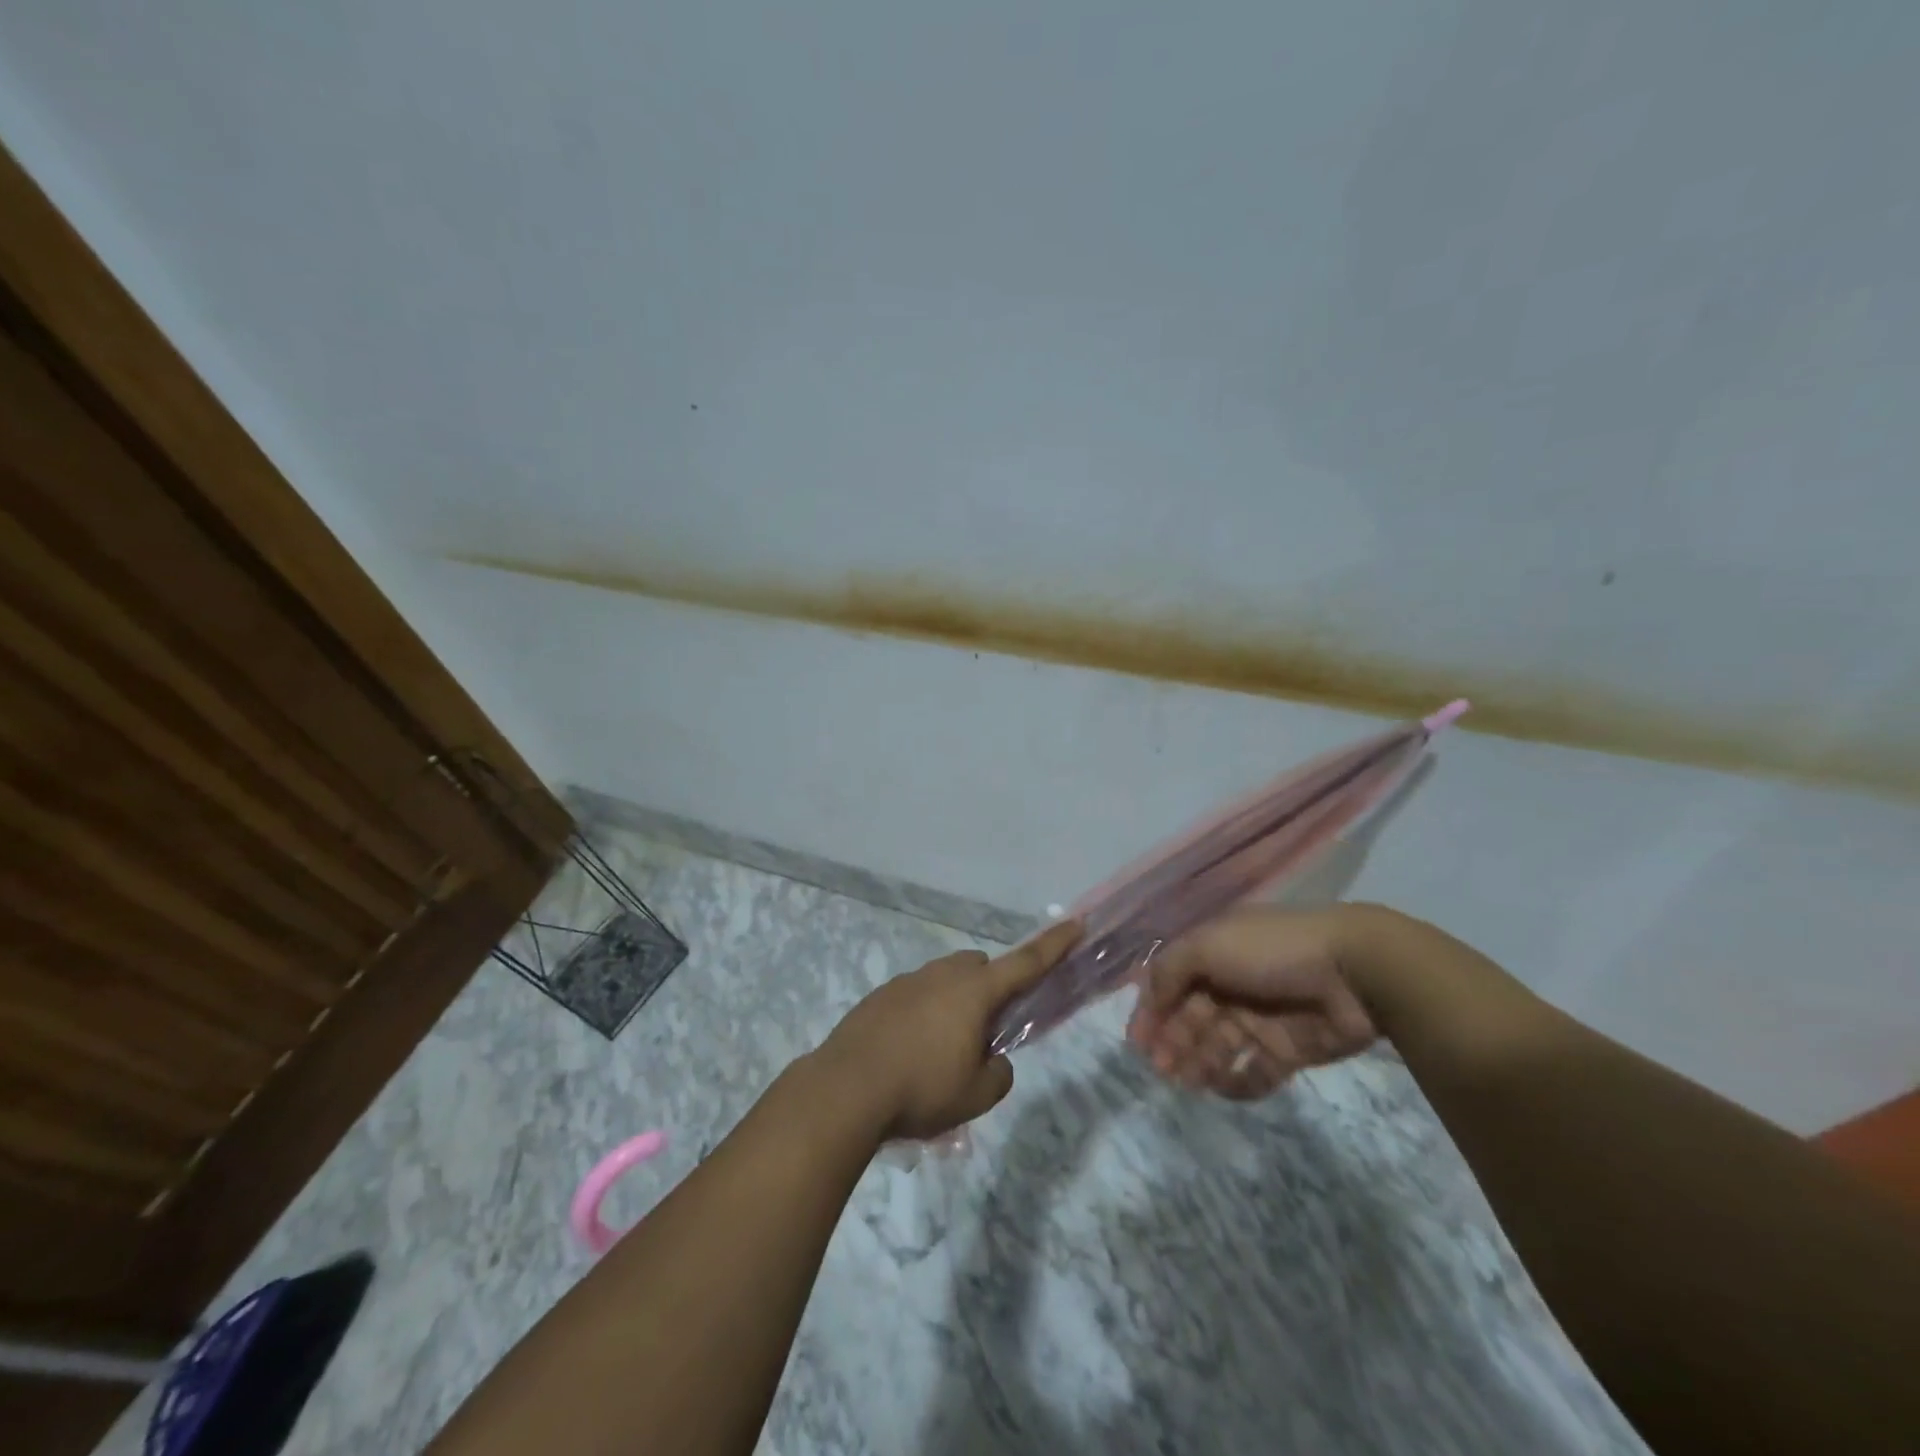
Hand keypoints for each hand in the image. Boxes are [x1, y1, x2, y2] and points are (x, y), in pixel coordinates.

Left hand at [817, 920, 1081, 1140]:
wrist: (846, 1089)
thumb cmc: (922, 1089)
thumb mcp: (977, 1096)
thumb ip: (999, 1073)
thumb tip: (993, 1060)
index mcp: (974, 991)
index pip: (1025, 962)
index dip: (1054, 945)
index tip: (1075, 924)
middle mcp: (941, 975)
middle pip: (979, 967)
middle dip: (990, 987)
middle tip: (985, 1030)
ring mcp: (906, 982)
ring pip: (944, 980)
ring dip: (954, 1002)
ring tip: (942, 1050)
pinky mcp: (879, 997)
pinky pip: (914, 995)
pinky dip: (922, 1013)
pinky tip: (908, 1052)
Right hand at [1125, 906, 1377, 1098]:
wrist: (1354, 972)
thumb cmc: (1272, 951)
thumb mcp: (1209, 945)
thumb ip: (1170, 970)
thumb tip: (1147, 999)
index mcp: (1212, 953)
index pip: (1171, 982)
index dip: (1151, 1010)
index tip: (1137, 1042)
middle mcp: (1231, 984)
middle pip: (1191, 1017)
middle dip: (1172, 1041)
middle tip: (1161, 1069)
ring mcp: (1259, 1017)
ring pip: (1217, 1046)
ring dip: (1197, 1063)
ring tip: (1185, 1083)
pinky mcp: (1287, 1049)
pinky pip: (1254, 1071)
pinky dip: (1236, 1082)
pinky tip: (1221, 1089)